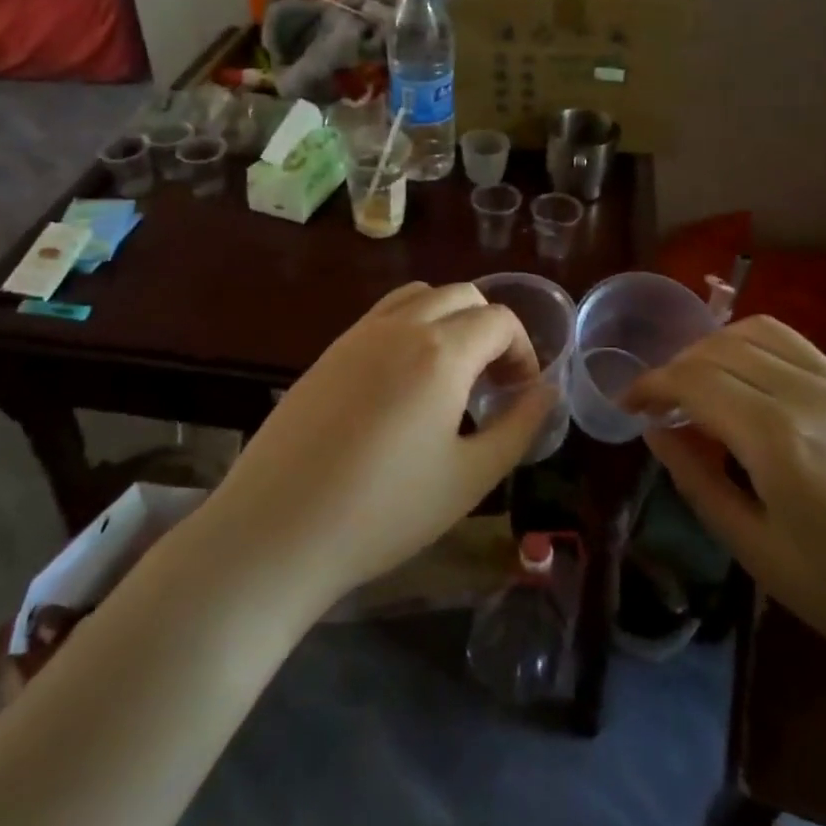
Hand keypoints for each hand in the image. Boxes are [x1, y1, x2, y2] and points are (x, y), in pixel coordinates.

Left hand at [209, 282, 552, 606]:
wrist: (277, 530)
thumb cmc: (384, 511)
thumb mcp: (470, 477)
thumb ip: (519, 426)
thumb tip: (547, 392)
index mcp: (441, 351)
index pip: (499, 320)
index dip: (523, 352)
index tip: (520, 395)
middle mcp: (400, 326)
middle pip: (462, 295)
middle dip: (490, 329)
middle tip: (491, 383)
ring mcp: (357, 335)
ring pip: (419, 297)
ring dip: (448, 319)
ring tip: (450, 374)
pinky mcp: (328, 353)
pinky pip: (382, 317)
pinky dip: (410, 328)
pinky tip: (403, 385)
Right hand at [624, 316, 825, 702]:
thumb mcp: (760, 553)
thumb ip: (699, 482)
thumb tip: (656, 433)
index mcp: (779, 439)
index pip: (693, 381)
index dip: (650, 385)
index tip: (627, 404)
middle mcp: (809, 392)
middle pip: (719, 348)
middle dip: (676, 367)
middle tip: (659, 404)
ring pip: (757, 331)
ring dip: (714, 347)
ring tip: (700, 386)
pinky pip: (795, 344)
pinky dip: (754, 348)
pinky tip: (750, 385)